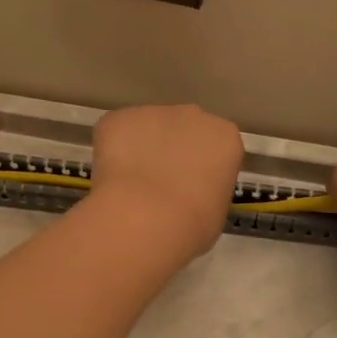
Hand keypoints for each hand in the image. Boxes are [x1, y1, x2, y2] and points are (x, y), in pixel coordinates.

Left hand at [88, 104, 243, 259]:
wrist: (144, 219)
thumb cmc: (192, 225)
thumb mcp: (216, 212)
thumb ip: (207, 190)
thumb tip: (191, 193)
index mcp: (224, 137)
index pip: (217, 147)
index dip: (203, 167)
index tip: (193, 188)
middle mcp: (192, 115)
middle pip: (183, 129)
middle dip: (173, 150)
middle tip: (161, 185)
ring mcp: (152, 112)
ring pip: (147, 130)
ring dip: (141, 150)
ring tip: (131, 187)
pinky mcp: (116, 118)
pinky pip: (115, 134)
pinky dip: (112, 152)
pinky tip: (111, 181)